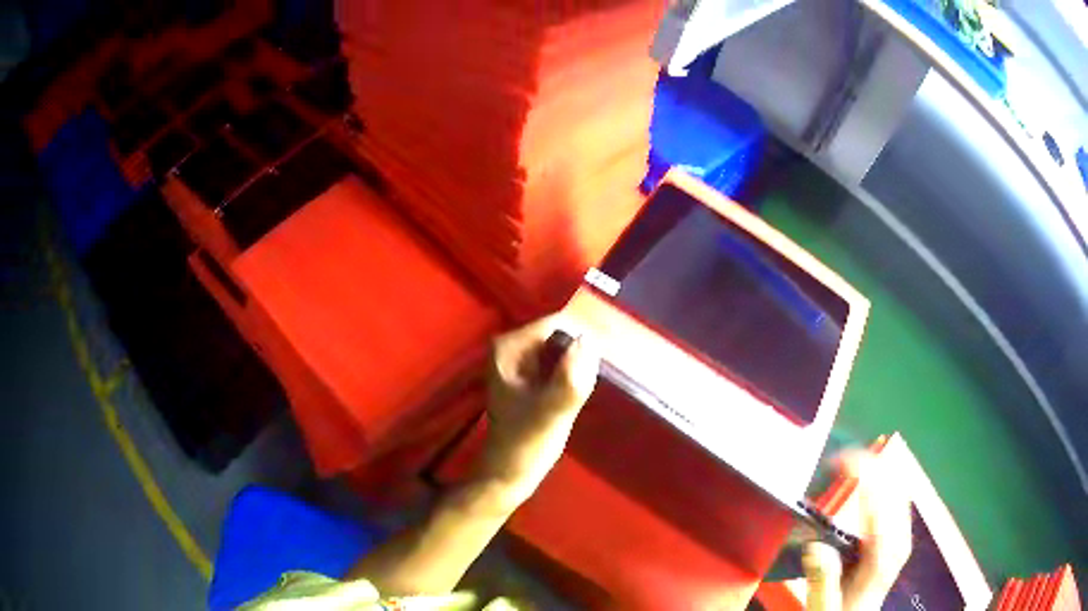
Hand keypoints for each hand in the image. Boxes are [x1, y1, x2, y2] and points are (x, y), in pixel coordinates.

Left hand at [476, 314, 599, 509]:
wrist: (507, 474)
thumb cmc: (525, 444)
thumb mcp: (552, 411)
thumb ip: (570, 375)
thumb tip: (589, 340)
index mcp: (509, 348)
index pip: (557, 324)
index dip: (584, 337)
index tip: (608, 355)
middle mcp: (512, 348)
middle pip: (560, 335)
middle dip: (582, 352)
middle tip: (596, 377)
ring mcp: (521, 364)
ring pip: (563, 351)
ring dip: (581, 364)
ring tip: (587, 388)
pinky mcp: (531, 379)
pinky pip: (560, 366)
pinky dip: (574, 375)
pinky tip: (580, 393)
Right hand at [804, 451, 912, 610]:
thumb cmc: (839, 610)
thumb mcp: (825, 602)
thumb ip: (822, 576)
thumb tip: (816, 543)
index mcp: (883, 554)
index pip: (880, 499)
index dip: (862, 471)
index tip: (837, 461)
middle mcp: (899, 538)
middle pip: (893, 484)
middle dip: (868, 463)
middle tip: (837, 460)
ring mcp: (903, 533)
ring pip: (899, 484)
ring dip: (877, 467)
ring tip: (849, 462)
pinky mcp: (901, 531)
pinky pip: (898, 492)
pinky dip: (884, 477)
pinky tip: (870, 474)